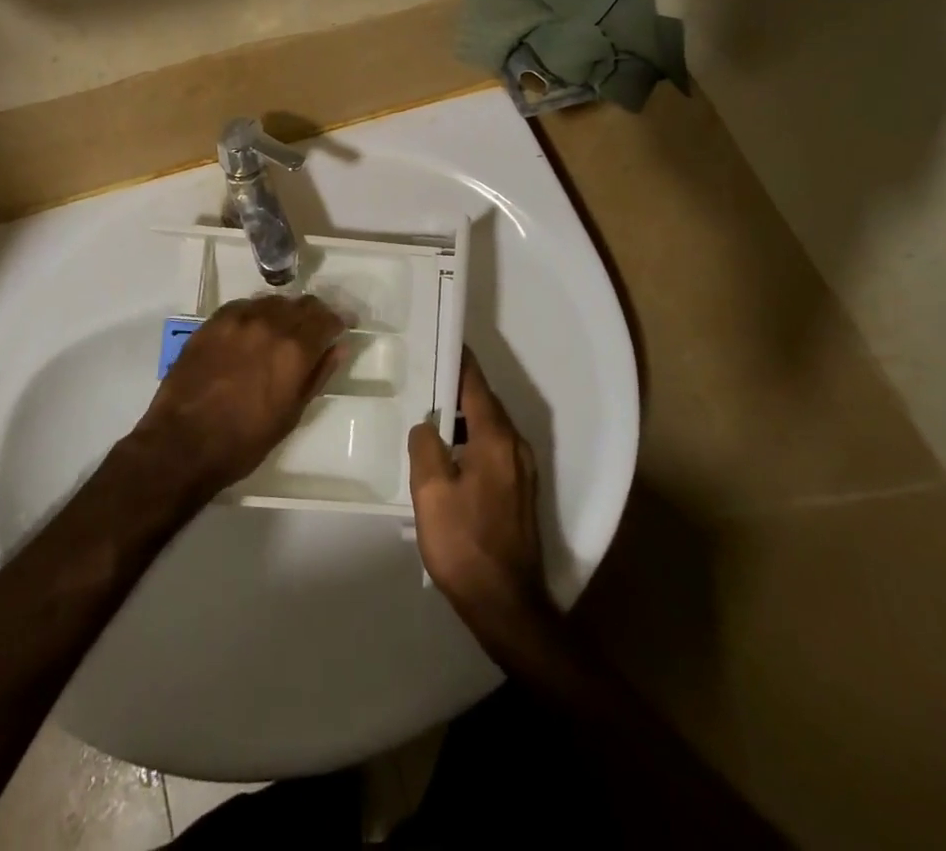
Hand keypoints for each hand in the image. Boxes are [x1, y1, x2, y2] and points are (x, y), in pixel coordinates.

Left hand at [130, 294, 345, 497]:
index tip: (343, 327)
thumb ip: (318, 374)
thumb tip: (338, 347)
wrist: (183, 443)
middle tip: (316, 330)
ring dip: (285, 312)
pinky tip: (252, 331)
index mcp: (294, 349)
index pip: (326, 318)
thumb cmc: (244, 440)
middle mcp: (269, 324)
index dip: (339, 321)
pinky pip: (244, 306)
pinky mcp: (212, 322)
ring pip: (273, 302)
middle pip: (302, 304)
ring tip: (283, 331)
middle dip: (314, 314)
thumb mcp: (292, 414)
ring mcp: (238, 319)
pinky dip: (256, 314)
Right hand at [408, 351, 559, 659]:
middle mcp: (515, 446)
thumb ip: (425, 446)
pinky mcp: (520, 492)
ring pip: (489, 428)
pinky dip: (471, 440)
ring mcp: (522, 470)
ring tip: (430, 414)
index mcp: (495, 438)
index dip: (458, 360)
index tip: (440, 340)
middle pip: (484, 403)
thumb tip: (427, 425)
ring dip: (462, 417)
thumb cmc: (464, 543)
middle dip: (456, 387)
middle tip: (423, 376)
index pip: (475, 384)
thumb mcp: (430, 492)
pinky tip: (448, 455)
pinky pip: (493, 449)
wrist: (506, 605)